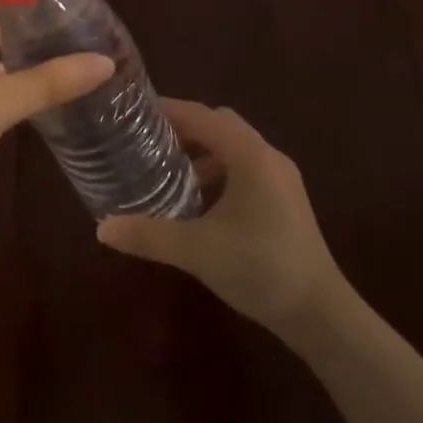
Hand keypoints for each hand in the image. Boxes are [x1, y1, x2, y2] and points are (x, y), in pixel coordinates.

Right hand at [96, 100, 343, 338]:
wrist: (321, 313)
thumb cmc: (260, 268)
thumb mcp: (197, 251)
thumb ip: (149, 235)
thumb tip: (102, 229)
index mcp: (249, 155)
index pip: (201, 115)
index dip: (167, 109)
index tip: (133, 111)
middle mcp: (267, 155)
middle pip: (219, 124)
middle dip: (183, 127)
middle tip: (146, 140)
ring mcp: (281, 177)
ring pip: (234, 147)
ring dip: (202, 151)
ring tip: (167, 169)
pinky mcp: (286, 198)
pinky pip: (246, 167)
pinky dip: (220, 171)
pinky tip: (200, 201)